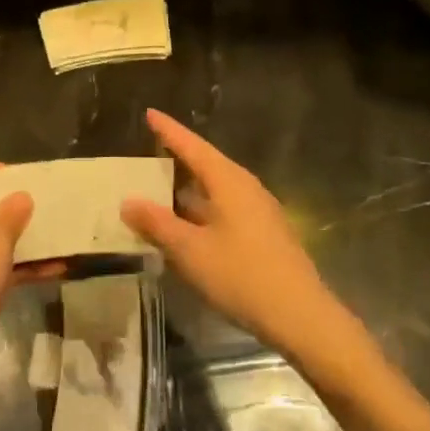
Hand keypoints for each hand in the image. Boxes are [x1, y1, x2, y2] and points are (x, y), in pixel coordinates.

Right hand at [122, 109, 353, 360]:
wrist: (301, 317)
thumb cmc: (242, 276)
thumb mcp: (190, 251)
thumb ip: (157, 224)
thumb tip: (128, 201)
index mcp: (228, 181)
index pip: (192, 146)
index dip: (169, 131)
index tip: (149, 113)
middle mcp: (246, 188)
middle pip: (207, 164)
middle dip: (178, 158)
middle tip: (150, 151)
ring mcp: (259, 211)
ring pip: (216, 189)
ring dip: (188, 189)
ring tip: (160, 190)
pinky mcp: (264, 233)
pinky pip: (225, 209)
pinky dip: (201, 209)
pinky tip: (187, 227)